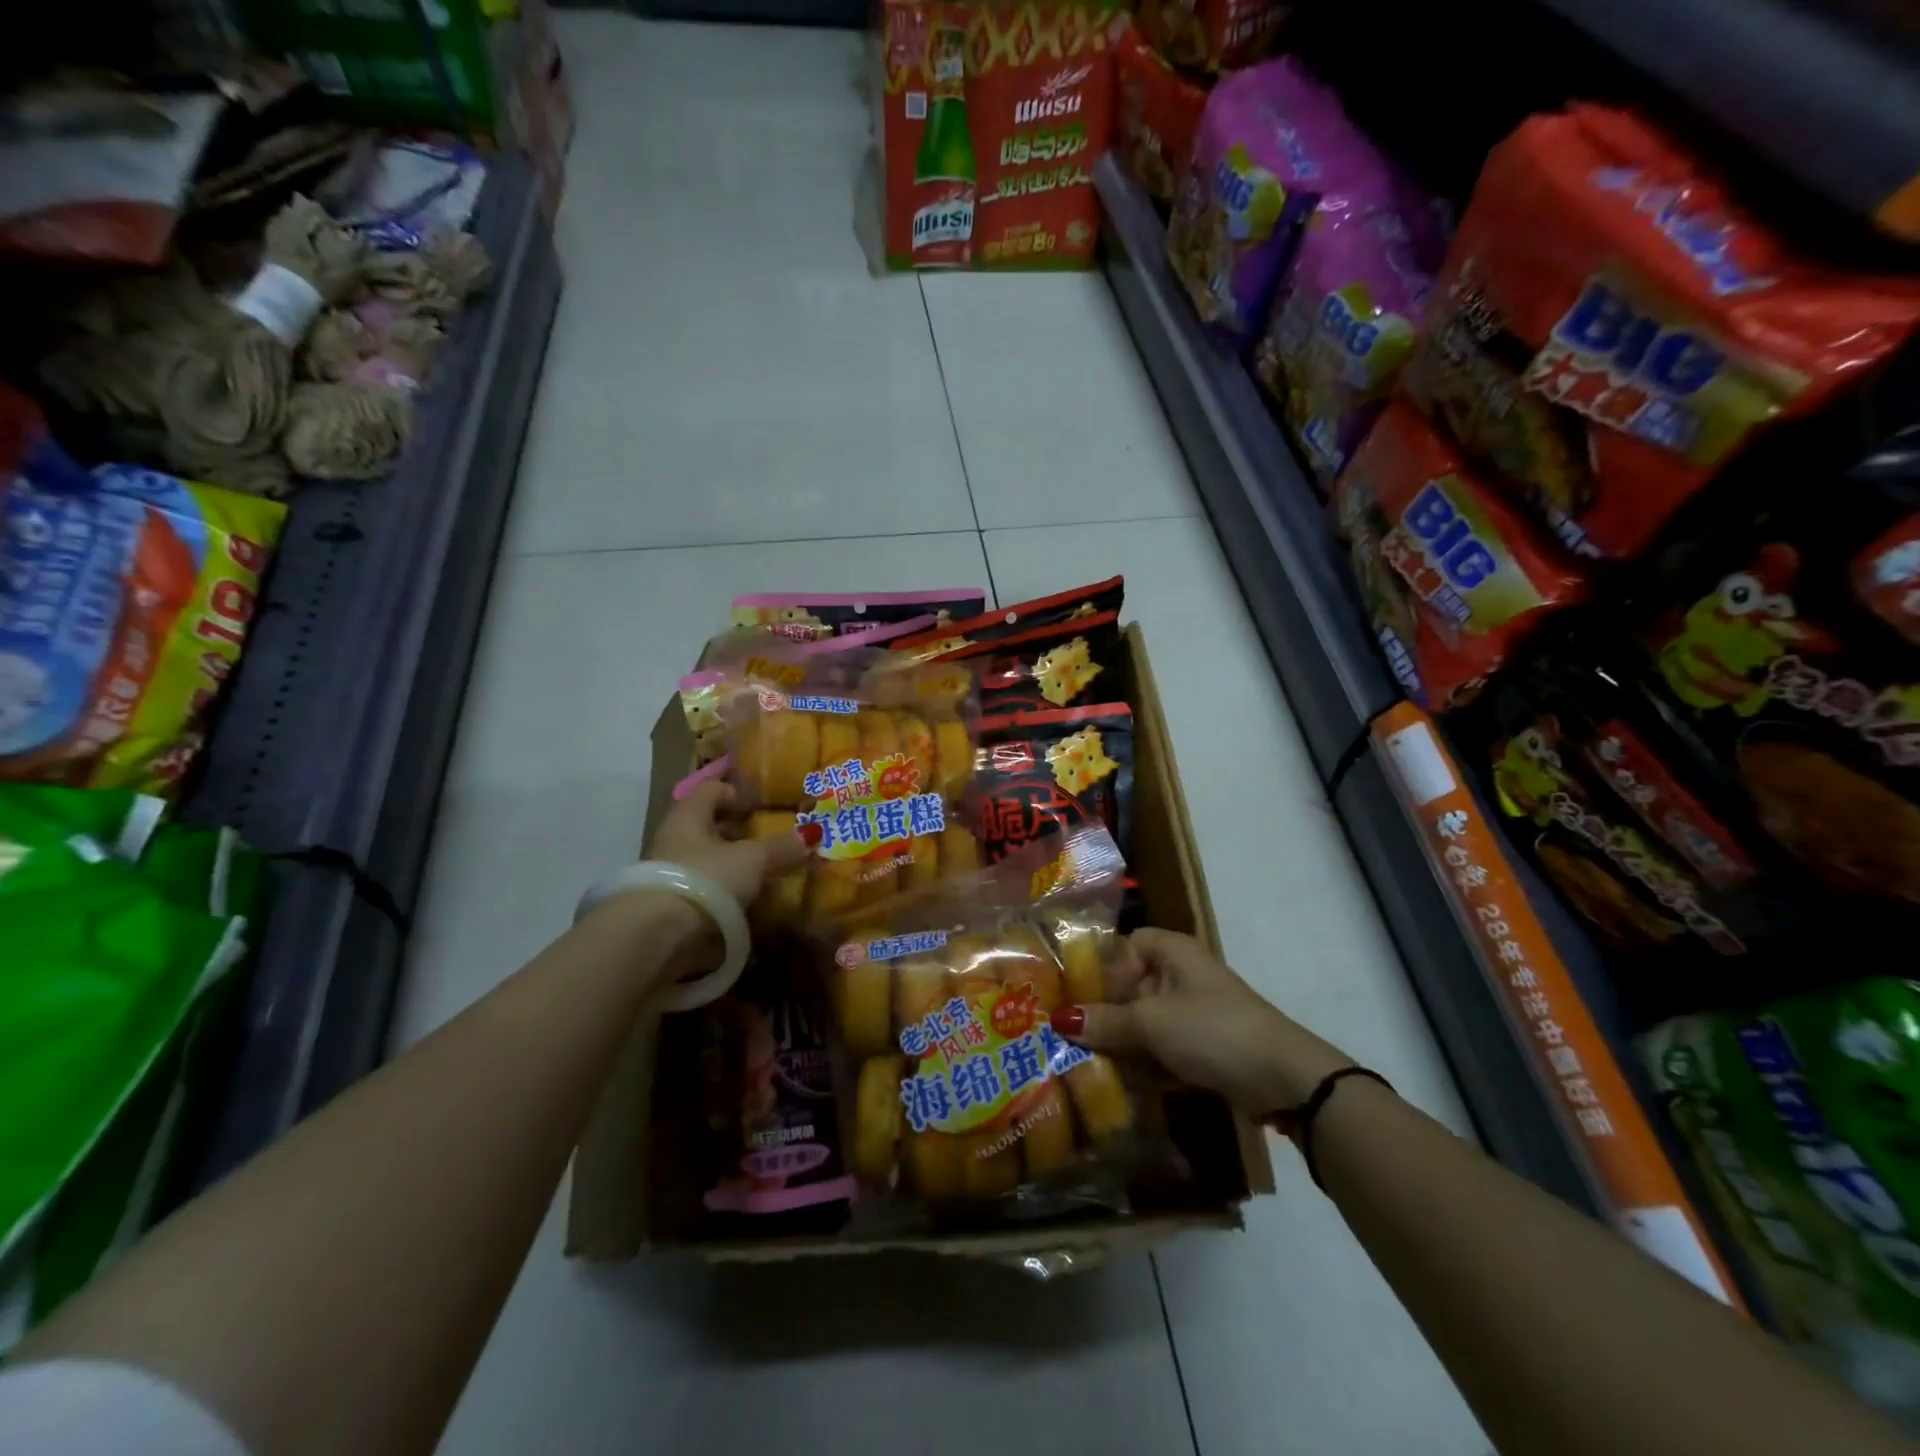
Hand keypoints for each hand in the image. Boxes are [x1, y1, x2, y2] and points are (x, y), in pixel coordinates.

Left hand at [647, 780, 815, 908]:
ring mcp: (668, 874)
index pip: (712, 789)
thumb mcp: (752, 860)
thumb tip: (812, 833)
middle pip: (709, 827)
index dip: (739, 794)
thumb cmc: (706, 879)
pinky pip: (703, 891)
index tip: (764, 808)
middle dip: (739, 834)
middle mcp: (673, 839)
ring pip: (706, 861)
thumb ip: (781, 847)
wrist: (657, 937)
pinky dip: (724, 895)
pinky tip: (746, 905)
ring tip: (763, 877)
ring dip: (732, 867)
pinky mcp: (670, 906)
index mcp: (688, 816)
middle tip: (770, 843)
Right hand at [1052, 928, 1352, 1115]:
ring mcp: (1198, 1012)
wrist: (1284, 1079)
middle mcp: (1185, 975)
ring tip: (1093, 1066)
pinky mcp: (1208, 1047)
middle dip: (1107, 1013)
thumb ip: (1105, 1021)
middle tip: (1075, 1038)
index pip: (1127, 944)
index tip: (1083, 997)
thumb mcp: (1151, 1023)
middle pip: (1134, 986)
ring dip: (1125, 1043)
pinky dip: (1148, 1063)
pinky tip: (1126, 1085)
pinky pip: (1167, 1048)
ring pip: (1149, 1021)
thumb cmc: (1211, 1030)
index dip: (1105, 967)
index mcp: (1174, 952)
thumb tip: (1060, 1019)